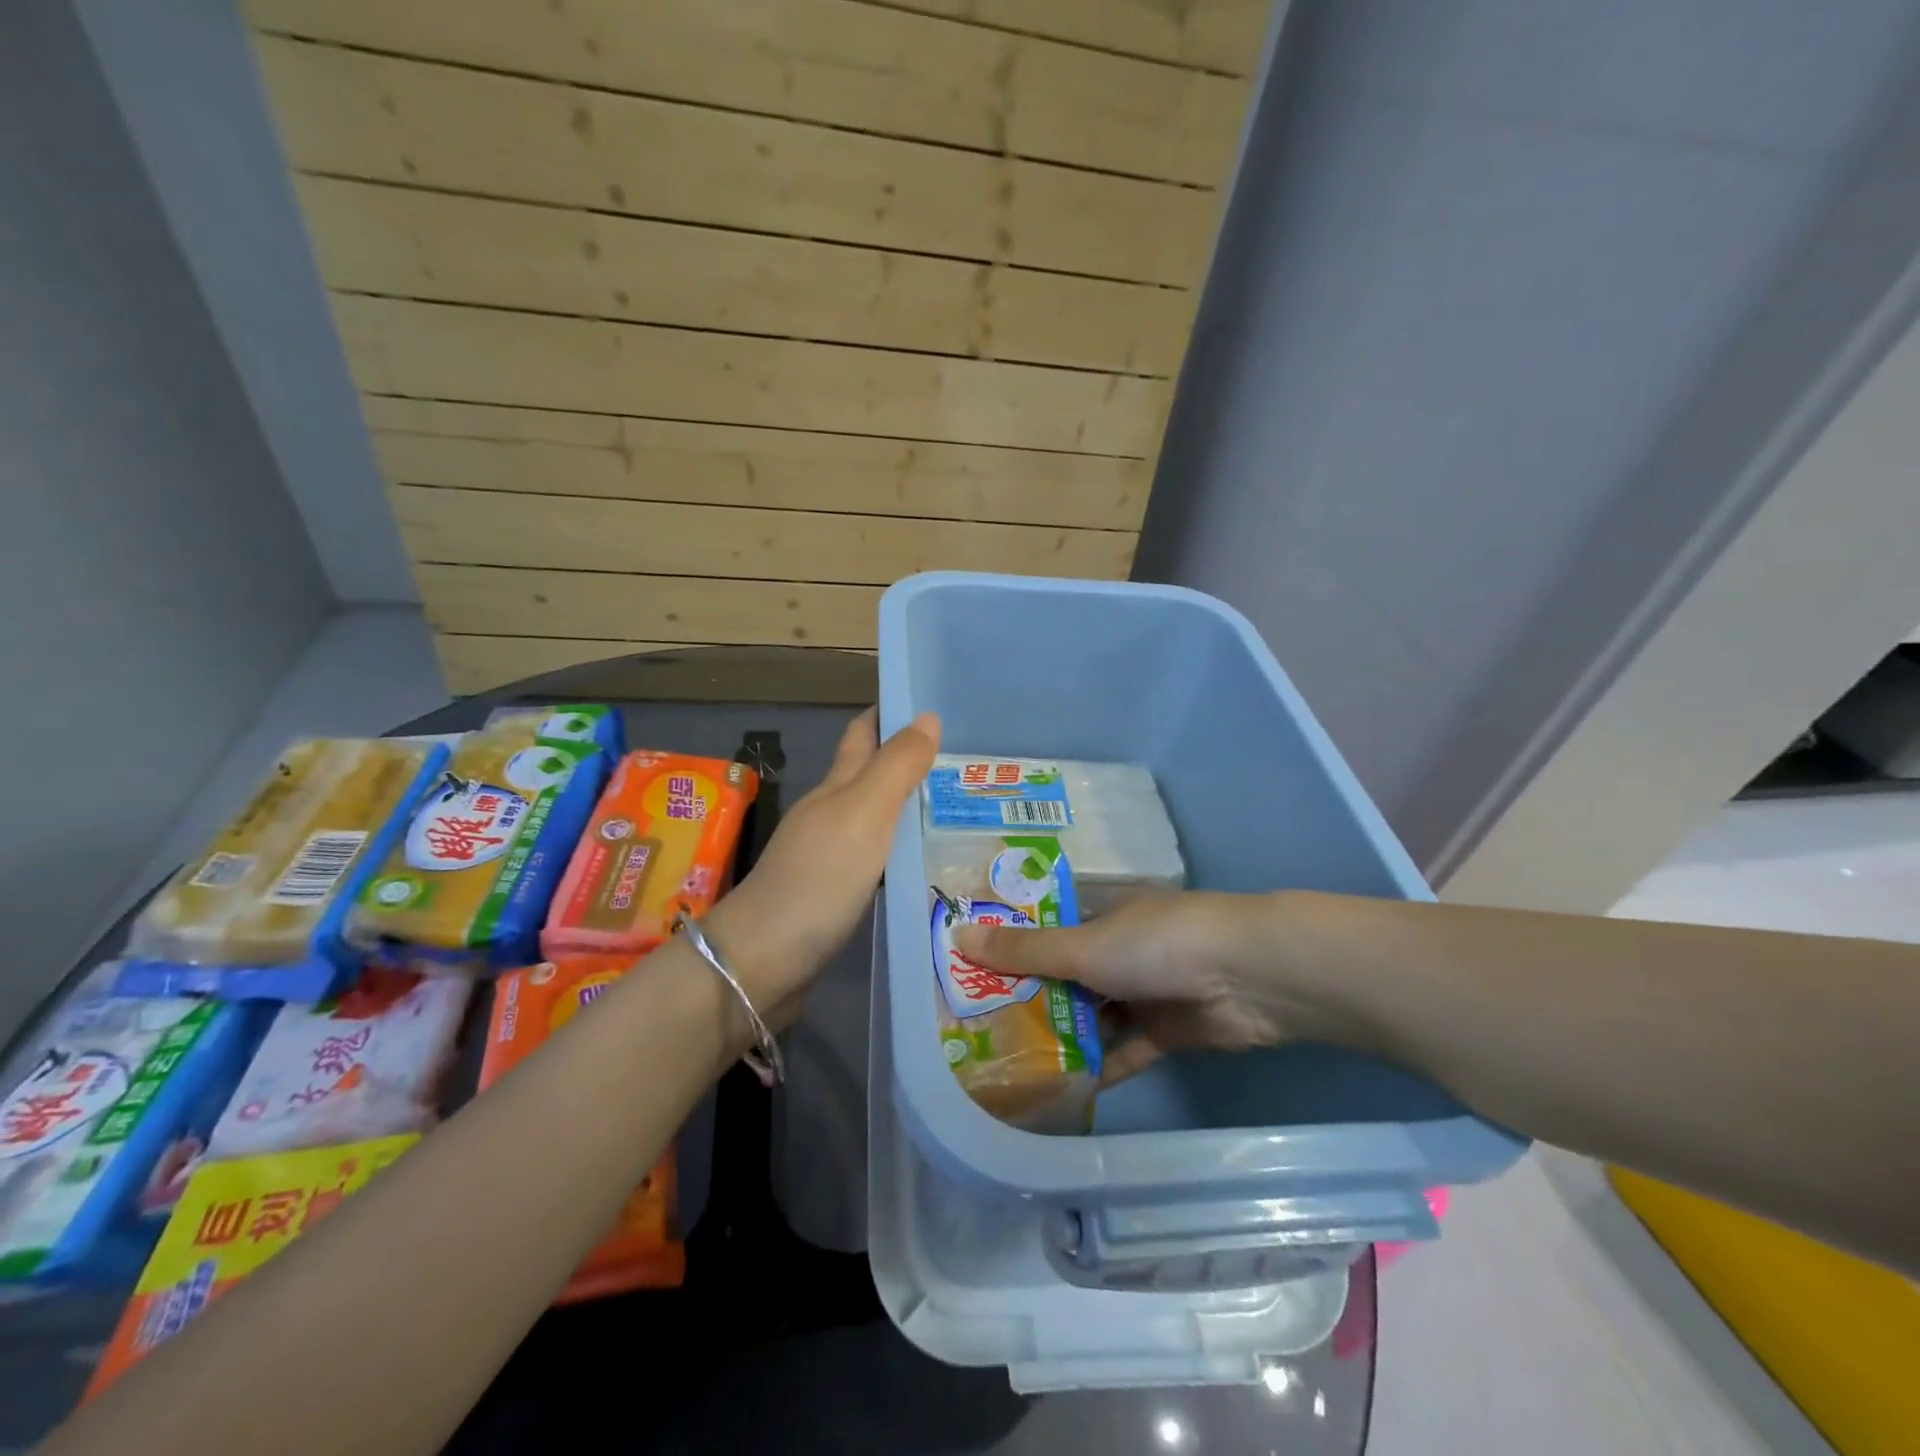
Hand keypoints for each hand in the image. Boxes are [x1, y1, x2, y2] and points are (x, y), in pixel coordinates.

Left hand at [706, 708, 939, 1021]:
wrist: (762, 960)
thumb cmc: (818, 878)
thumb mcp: (864, 814)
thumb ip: (896, 767)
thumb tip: (927, 716)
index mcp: (836, 788)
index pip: (862, 735)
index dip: (890, 715)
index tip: (933, 707)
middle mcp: (831, 815)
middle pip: (869, 776)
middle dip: (908, 762)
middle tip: (964, 762)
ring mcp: (830, 857)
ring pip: (875, 820)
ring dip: (909, 808)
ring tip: (959, 808)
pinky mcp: (835, 896)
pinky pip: (877, 860)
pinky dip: (902, 851)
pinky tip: (927, 862)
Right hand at [954, 891, 1308, 1083]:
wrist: (1248, 978)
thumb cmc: (1156, 944)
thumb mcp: (1082, 945)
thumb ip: (1024, 950)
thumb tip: (958, 936)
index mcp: (1102, 915)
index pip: (1047, 928)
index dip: (1011, 946)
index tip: (972, 972)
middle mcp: (1120, 949)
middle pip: (1066, 974)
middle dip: (1031, 997)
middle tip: (982, 1026)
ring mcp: (1144, 991)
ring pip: (1093, 1014)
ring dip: (1062, 1035)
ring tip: (1012, 1062)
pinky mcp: (1166, 1031)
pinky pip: (1123, 1049)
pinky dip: (1099, 1066)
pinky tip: (1062, 1088)